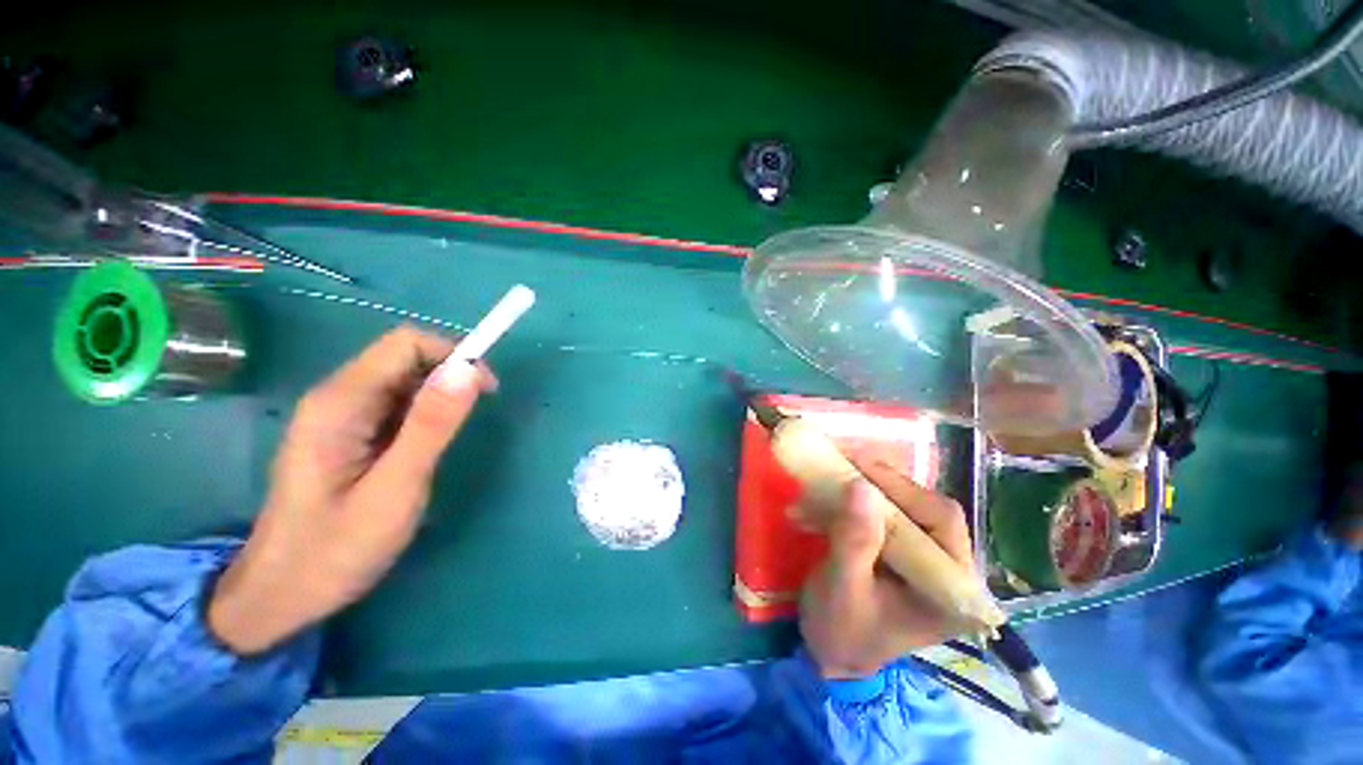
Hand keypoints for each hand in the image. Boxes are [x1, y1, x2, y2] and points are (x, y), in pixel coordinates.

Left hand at [208, 327, 497, 653]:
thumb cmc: (337, 548)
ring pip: (403, 380)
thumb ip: (431, 425)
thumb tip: (467, 370)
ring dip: (438, 398)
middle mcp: (336, 397)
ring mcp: (338, 415)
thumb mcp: (395, 488)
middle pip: (404, 357)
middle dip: (449, 377)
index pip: (405, 344)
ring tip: (446, 443)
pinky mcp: (347, 432)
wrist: (282, 594)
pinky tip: (424, 448)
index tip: (485, 390)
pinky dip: (424, 414)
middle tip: (471, 420)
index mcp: (340, 403)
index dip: (453, 355)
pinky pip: (395, 404)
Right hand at [800, 456, 974, 678]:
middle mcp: (947, 569)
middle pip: (921, 506)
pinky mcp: (900, 548)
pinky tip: (819, 500)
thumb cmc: (841, 632)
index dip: (901, 486)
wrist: (832, 653)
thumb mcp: (842, 589)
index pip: (941, 520)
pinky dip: (849, 500)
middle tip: (838, 462)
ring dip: (859, 488)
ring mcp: (923, 557)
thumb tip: (860, 485)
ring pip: (899, 504)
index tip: (856, 464)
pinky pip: (880, 511)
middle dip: (877, 482)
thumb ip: (854, 542)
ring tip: (823, 477)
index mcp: (951, 590)